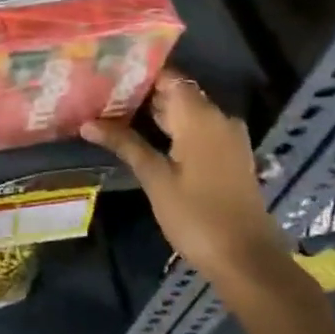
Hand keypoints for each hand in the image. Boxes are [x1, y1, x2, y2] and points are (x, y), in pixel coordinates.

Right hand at [81, 69, 299, 299]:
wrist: (246, 260)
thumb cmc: (197, 216)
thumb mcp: (155, 179)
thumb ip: (125, 144)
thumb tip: (88, 122)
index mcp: (201, 118)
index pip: (169, 78)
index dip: (138, 73)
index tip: (106, 73)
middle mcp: (218, 120)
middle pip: (176, 94)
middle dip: (141, 94)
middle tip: (100, 94)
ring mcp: (227, 139)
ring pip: (185, 113)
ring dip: (154, 113)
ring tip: (113, 112)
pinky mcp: (228, 157)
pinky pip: (196, 130)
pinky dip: (171, 129)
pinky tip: (143, 136)